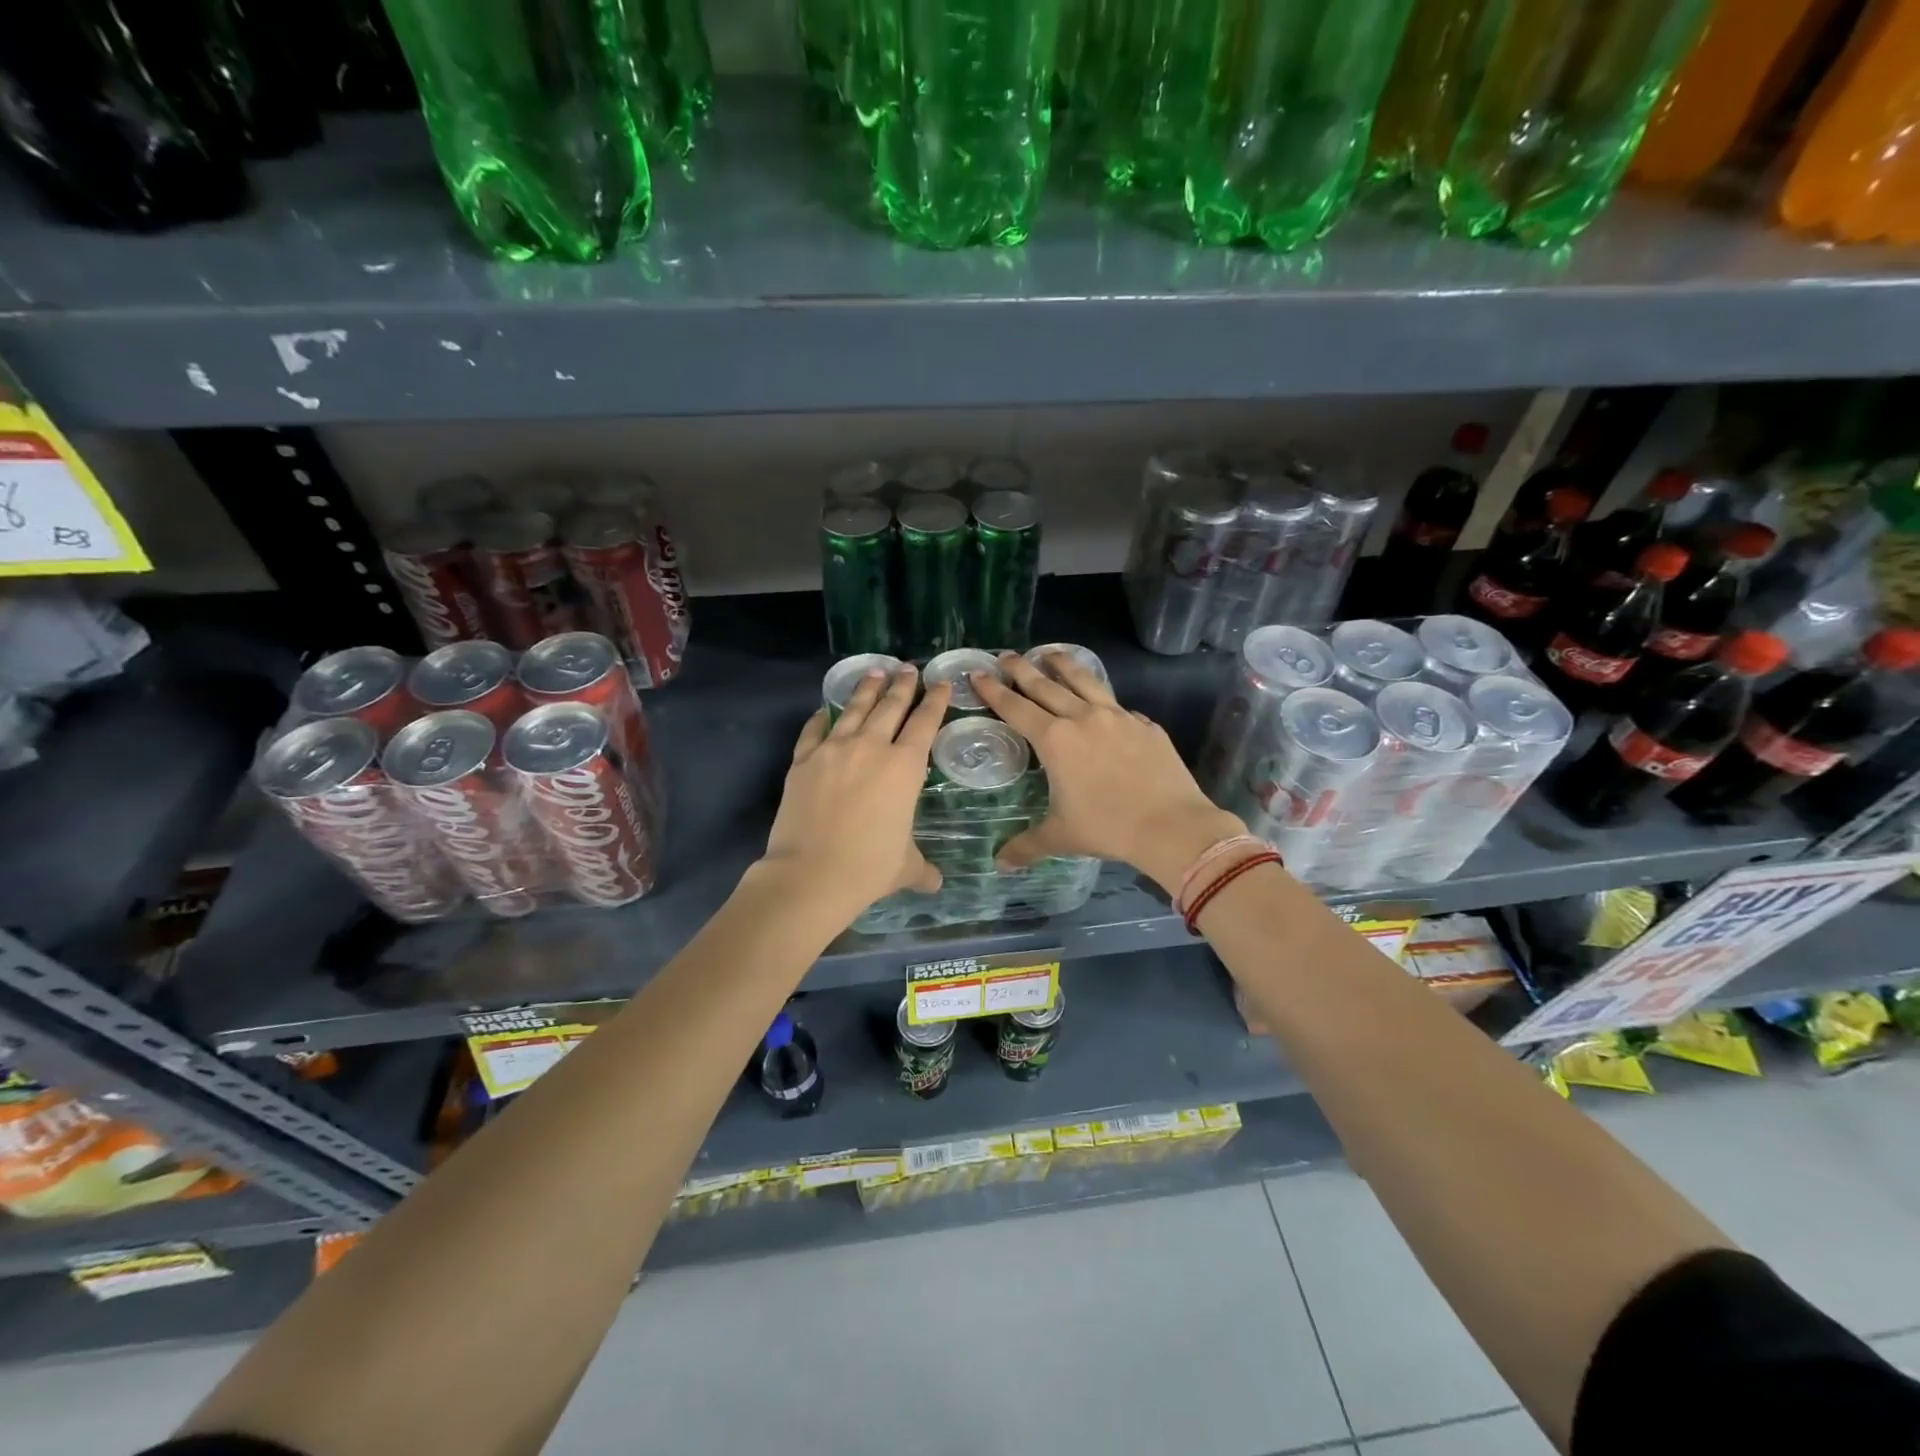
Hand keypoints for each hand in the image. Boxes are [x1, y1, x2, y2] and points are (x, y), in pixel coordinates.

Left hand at [762, 666, 948, 917]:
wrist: (811, 874)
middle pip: (890, 706)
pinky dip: (821, 718)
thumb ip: (922, 869)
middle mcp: (871, 748)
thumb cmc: (869, 867)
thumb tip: (936, 885)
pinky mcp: (803, 761)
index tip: (940, 683)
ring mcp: (833, 750)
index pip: (925, 723)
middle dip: (902, 685)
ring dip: (866, 689)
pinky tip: (824, 710)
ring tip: (873, 671)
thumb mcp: (905, 867)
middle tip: (907, 668)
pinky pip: (814, 731)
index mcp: (904, 767)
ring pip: (854, 709)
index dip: (935, 701)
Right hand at [971, 652, 1244, 893]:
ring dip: (1063, 665)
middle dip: (1022, 669)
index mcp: (1055, 739)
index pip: (1015, 707)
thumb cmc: (1108, 827)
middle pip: (1045, 685)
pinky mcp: (1145, 725)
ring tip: (1050, 653)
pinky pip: (1117, 704)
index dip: (994, 690)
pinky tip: (1101, 701)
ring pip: (1084, 681)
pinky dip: (1101, 697)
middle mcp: (1083, 718)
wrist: (1171, 825)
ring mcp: (1118, 716)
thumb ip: (1027, 845)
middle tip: (1006, 655)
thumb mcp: (1061, 836)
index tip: (978, 673)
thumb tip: (1000, 863)